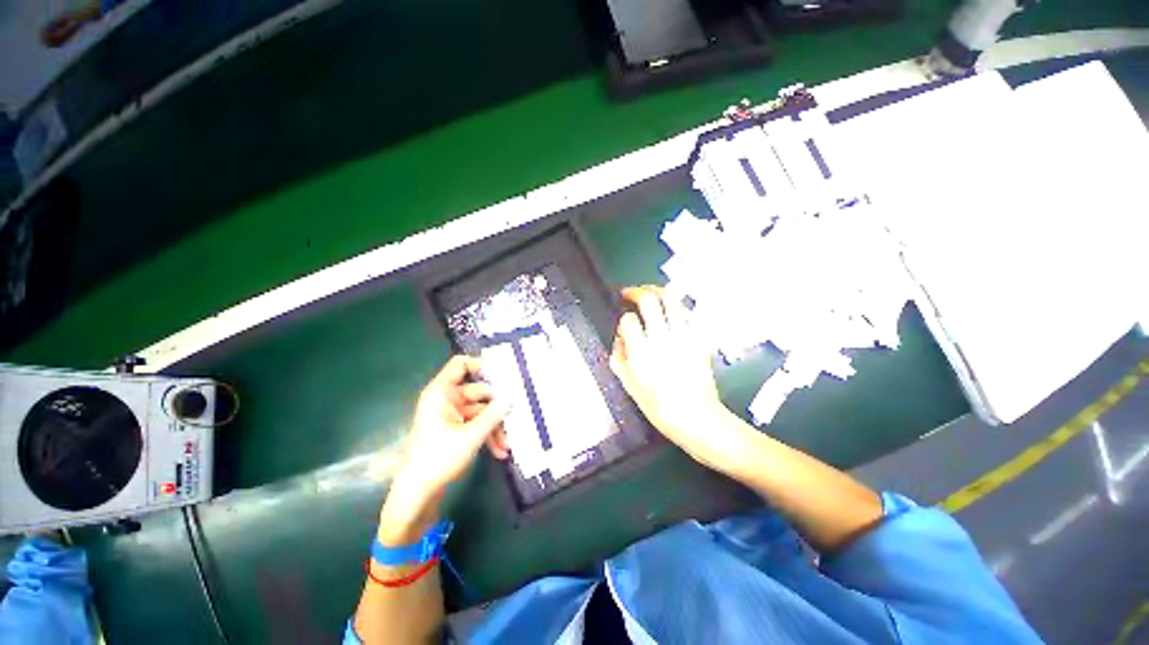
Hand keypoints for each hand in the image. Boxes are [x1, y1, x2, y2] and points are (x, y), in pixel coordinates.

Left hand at [384, 356, 509, 532]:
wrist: (417, 493)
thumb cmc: (439, 457)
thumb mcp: (472, 435)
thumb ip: (494, 414)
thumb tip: (512, 397)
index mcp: (442, 393)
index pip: (460, 364)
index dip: (480, 364)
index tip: (503, 373)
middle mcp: (447, 400)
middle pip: (478, 392)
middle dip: (497, 408)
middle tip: (516, 415)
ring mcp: (451, 415)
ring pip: (480, 411)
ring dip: (495, 426)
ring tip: (507, 445)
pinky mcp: (455, 430)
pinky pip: (476, 424)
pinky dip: (488, 435)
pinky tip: (499, 451)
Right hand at [609, 286, 745, 470]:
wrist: (696, 417)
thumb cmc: (657, 405)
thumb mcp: (628, 384)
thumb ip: (619, 357)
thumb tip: (620, 338)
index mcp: (641, 352)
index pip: (628, 320)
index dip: (623, 318)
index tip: (624, 323)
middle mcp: (662, 338)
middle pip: (649, 300)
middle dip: (635, 291)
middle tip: (629, 293)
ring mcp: (683, 336)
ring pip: (671, 299)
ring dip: (657, 290)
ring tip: (649, 291)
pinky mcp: (698, 338)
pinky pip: (688, 312)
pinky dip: (677, 306)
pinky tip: (671, 310)